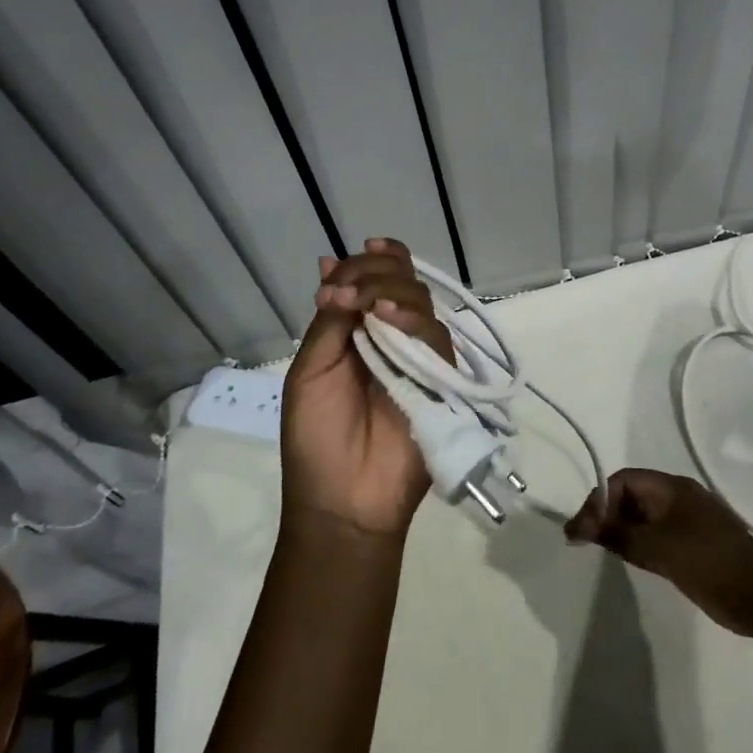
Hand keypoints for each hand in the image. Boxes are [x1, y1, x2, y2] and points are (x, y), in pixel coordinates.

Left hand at [280, 238, 453, 539]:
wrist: (342, 499)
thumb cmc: (315, 437)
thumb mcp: (310, 370)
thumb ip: (329, 321)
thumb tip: (330, 262)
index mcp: (359, 332)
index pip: (374, 281)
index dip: (370, 262)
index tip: (360, 253)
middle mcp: (392, 337)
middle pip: (402, 283)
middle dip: (377, 273)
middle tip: (347, 292)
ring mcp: (419, 357)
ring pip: (420, 303)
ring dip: (391, 292)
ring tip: (364, 306)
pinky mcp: (442, 378)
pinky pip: (436, 336)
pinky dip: (412, 319)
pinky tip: (386, 317)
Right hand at [565, 469, 752, 634]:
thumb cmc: (707, 563)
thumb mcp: (657, 548)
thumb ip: (617, 535)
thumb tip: (579, 527)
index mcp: (672, 488)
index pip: (624, 480)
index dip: (600, 499)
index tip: (582, 528)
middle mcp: (679, 497)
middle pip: (632, 496)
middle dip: (607, 514)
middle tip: (586, 541)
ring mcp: (688, 521)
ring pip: (644, 517)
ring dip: (622, 530)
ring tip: (601, 551)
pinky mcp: (694, 545)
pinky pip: (657, 535)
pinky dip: (639, 543)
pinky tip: (630, 560)